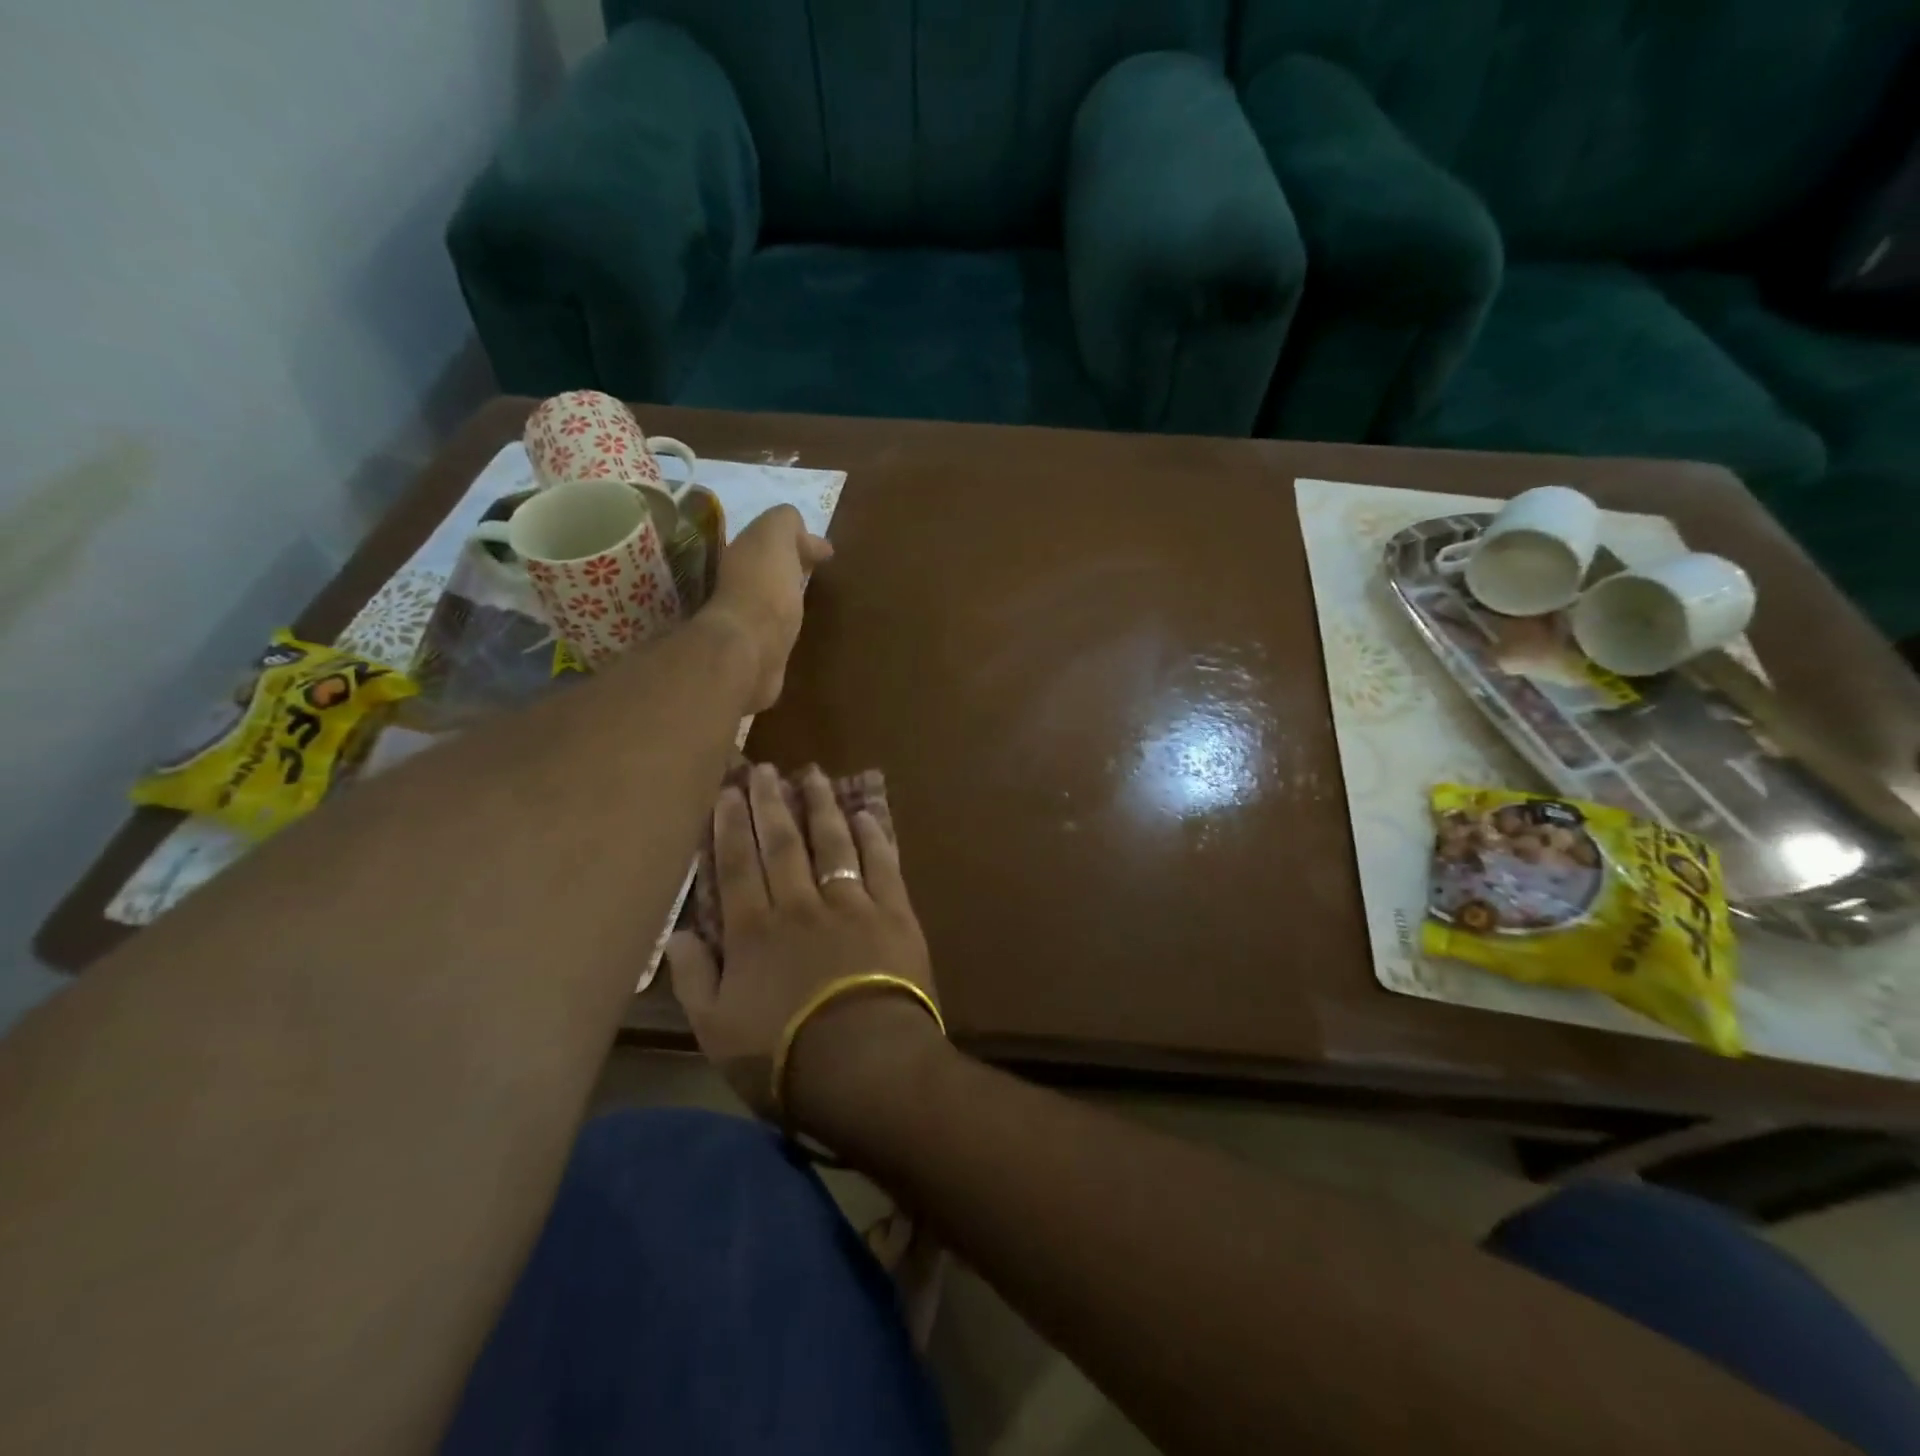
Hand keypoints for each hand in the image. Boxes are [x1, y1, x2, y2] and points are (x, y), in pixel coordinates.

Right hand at [668, 764, 941, 1137]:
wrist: (865, 1066)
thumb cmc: (783, 1058)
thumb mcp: (715, 1032)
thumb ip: (694, 978)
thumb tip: (679, 932)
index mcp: (754, 932)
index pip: (736, 866)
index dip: (729, 825)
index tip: (727, 791)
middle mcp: (799, 905)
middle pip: (781, 843)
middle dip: (769, 802)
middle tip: (764, 768)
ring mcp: (850, 904)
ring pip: (831, 842)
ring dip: (820, 806)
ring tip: (812, 775)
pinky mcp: (893, 912)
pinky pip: (882, 863)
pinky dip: (873, 835)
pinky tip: (865, 813)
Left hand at [702, 505, 832, 712]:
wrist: (751, 649)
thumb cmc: (765, 586)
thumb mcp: (775, 535)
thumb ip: (785, 522)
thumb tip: (801, 533)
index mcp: (741, 553)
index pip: (770, 538)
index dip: (798, 539)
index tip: (825, 552)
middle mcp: (738, 583)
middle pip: (769, 566)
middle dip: (792, 564)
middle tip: (819, 570)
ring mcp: (747, 619)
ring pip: (772, 596)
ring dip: (789, 593)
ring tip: (812, 597)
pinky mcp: (759, 648)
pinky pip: (777, 627)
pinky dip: (788, 621)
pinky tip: (801, 625)